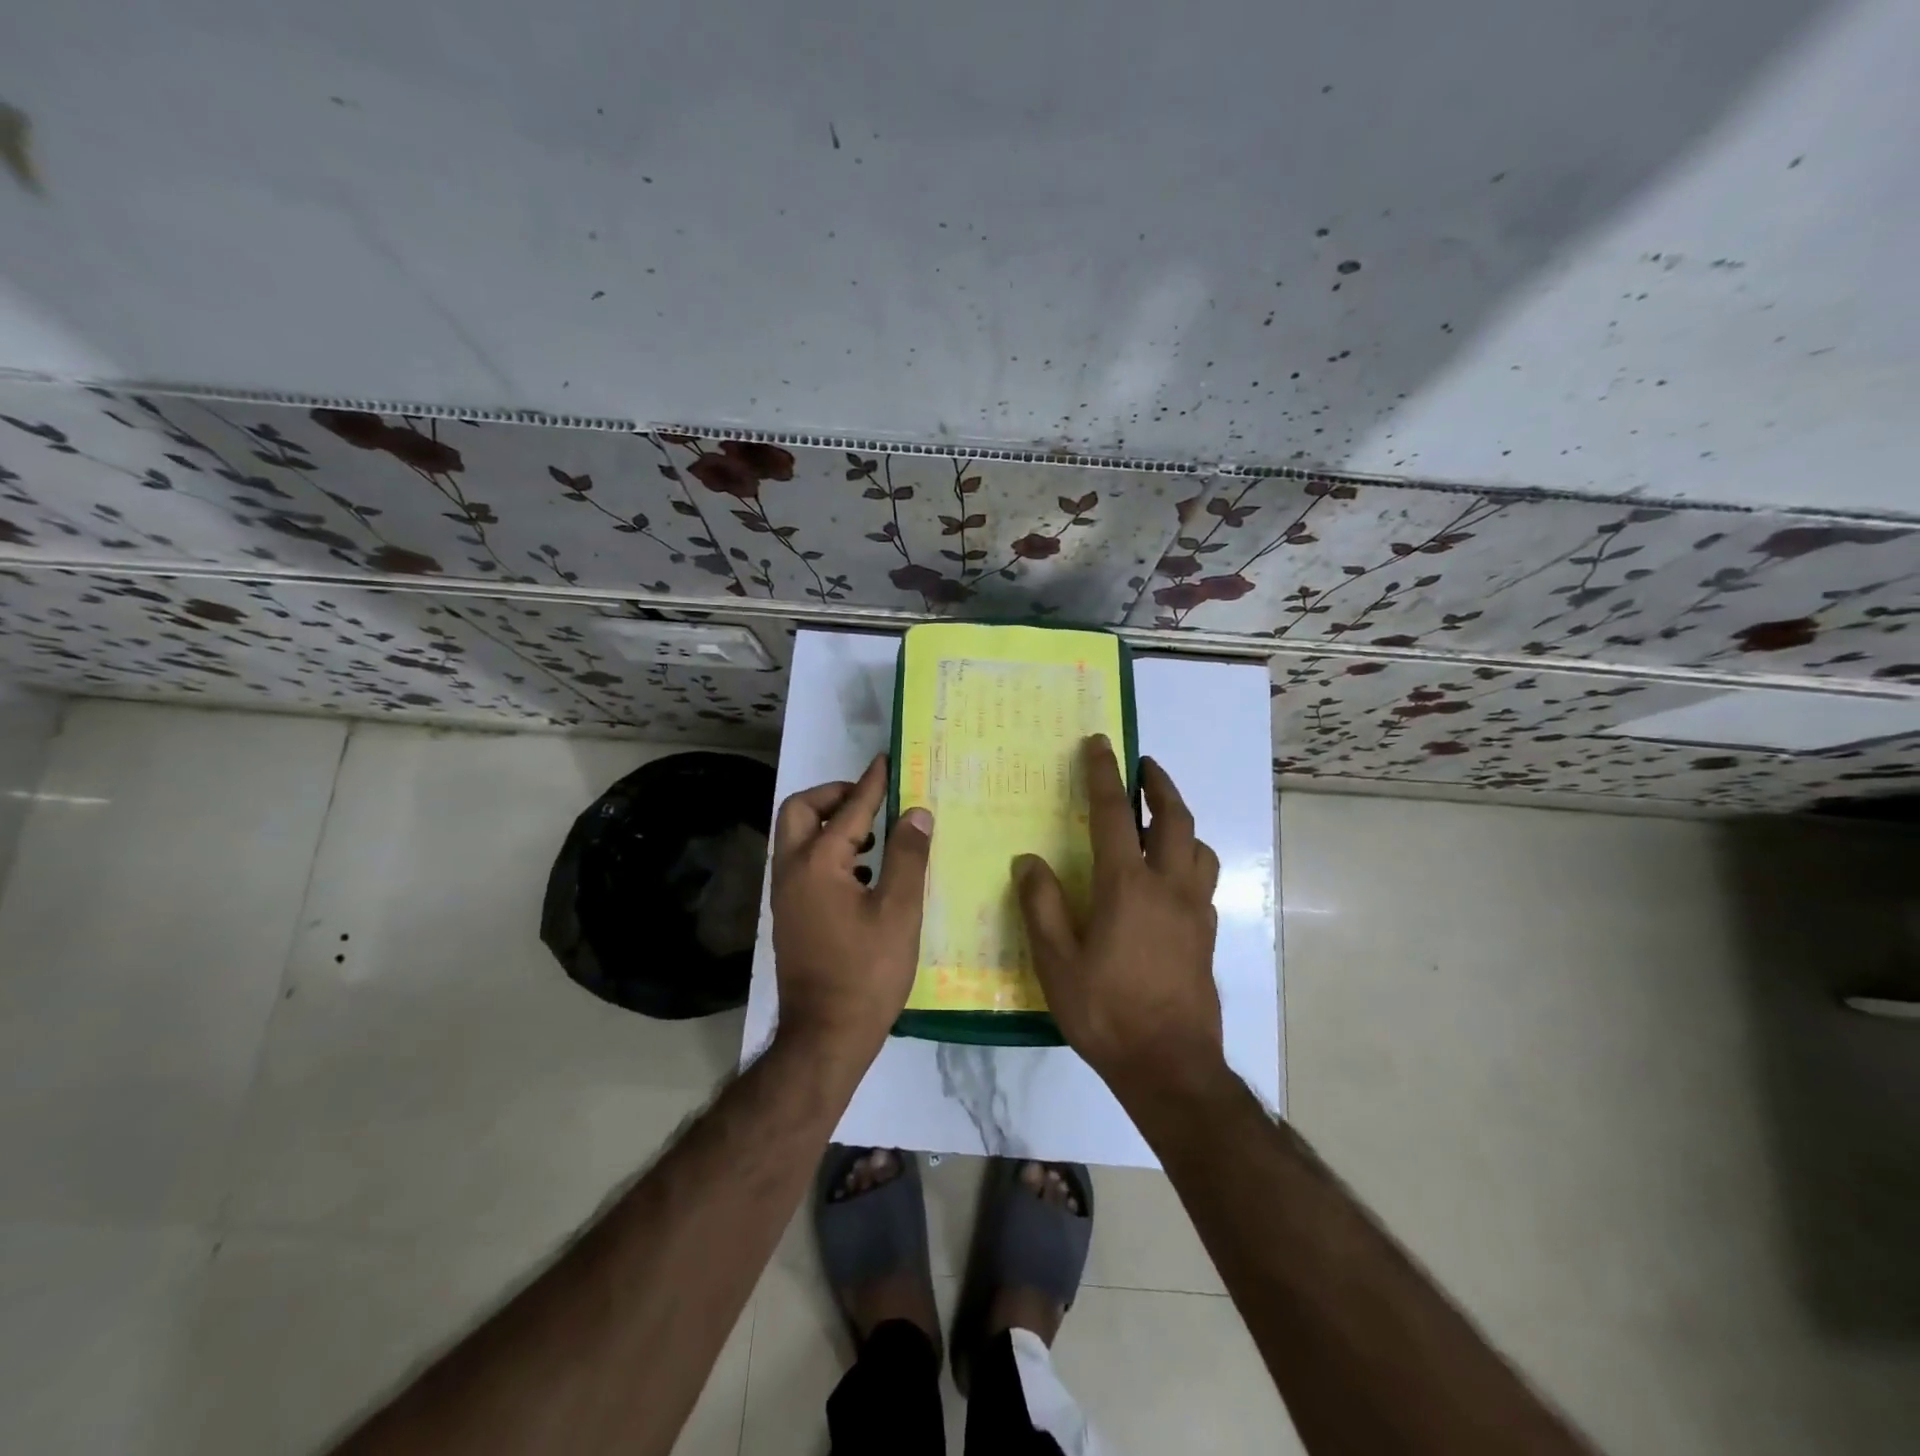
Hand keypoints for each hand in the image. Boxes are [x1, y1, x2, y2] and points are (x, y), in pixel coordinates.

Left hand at [770, 753, 933, 1066]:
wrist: (825, 1034)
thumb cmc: (867, 972)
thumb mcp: (899, 912)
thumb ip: (907, 856)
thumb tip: (916, 812)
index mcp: (818, 863)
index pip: (849, 808)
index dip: (872, 783)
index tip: (888, 761)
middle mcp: (791, 870)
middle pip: (799, 810)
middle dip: (833, 796)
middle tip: (870, 800)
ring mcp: (785, 894)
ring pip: (796, 837)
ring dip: (828, 823)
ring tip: (872, 834)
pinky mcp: (789, 914)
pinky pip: (802, 862)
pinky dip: (826, 851)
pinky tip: (862, 873)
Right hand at [1015, 736, 1221, 1091]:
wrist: (1170, 1067)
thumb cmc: (1106, 1011)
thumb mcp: (1056, 962)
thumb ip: (1041, 905)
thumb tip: (1029, 861)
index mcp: (1127, 886)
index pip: (1112, 815)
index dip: (1103, 775)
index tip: (1100, 743)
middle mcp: (1168, 886)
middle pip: (1174, 819)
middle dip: (1159, 785)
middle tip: (1144, 766)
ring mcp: (1195, 911)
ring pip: (1200, 848)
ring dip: (1182, 823)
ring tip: (1161, 820)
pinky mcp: (1208, 936)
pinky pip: (1204, 881)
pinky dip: (1190, 861)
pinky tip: (1172, 879)